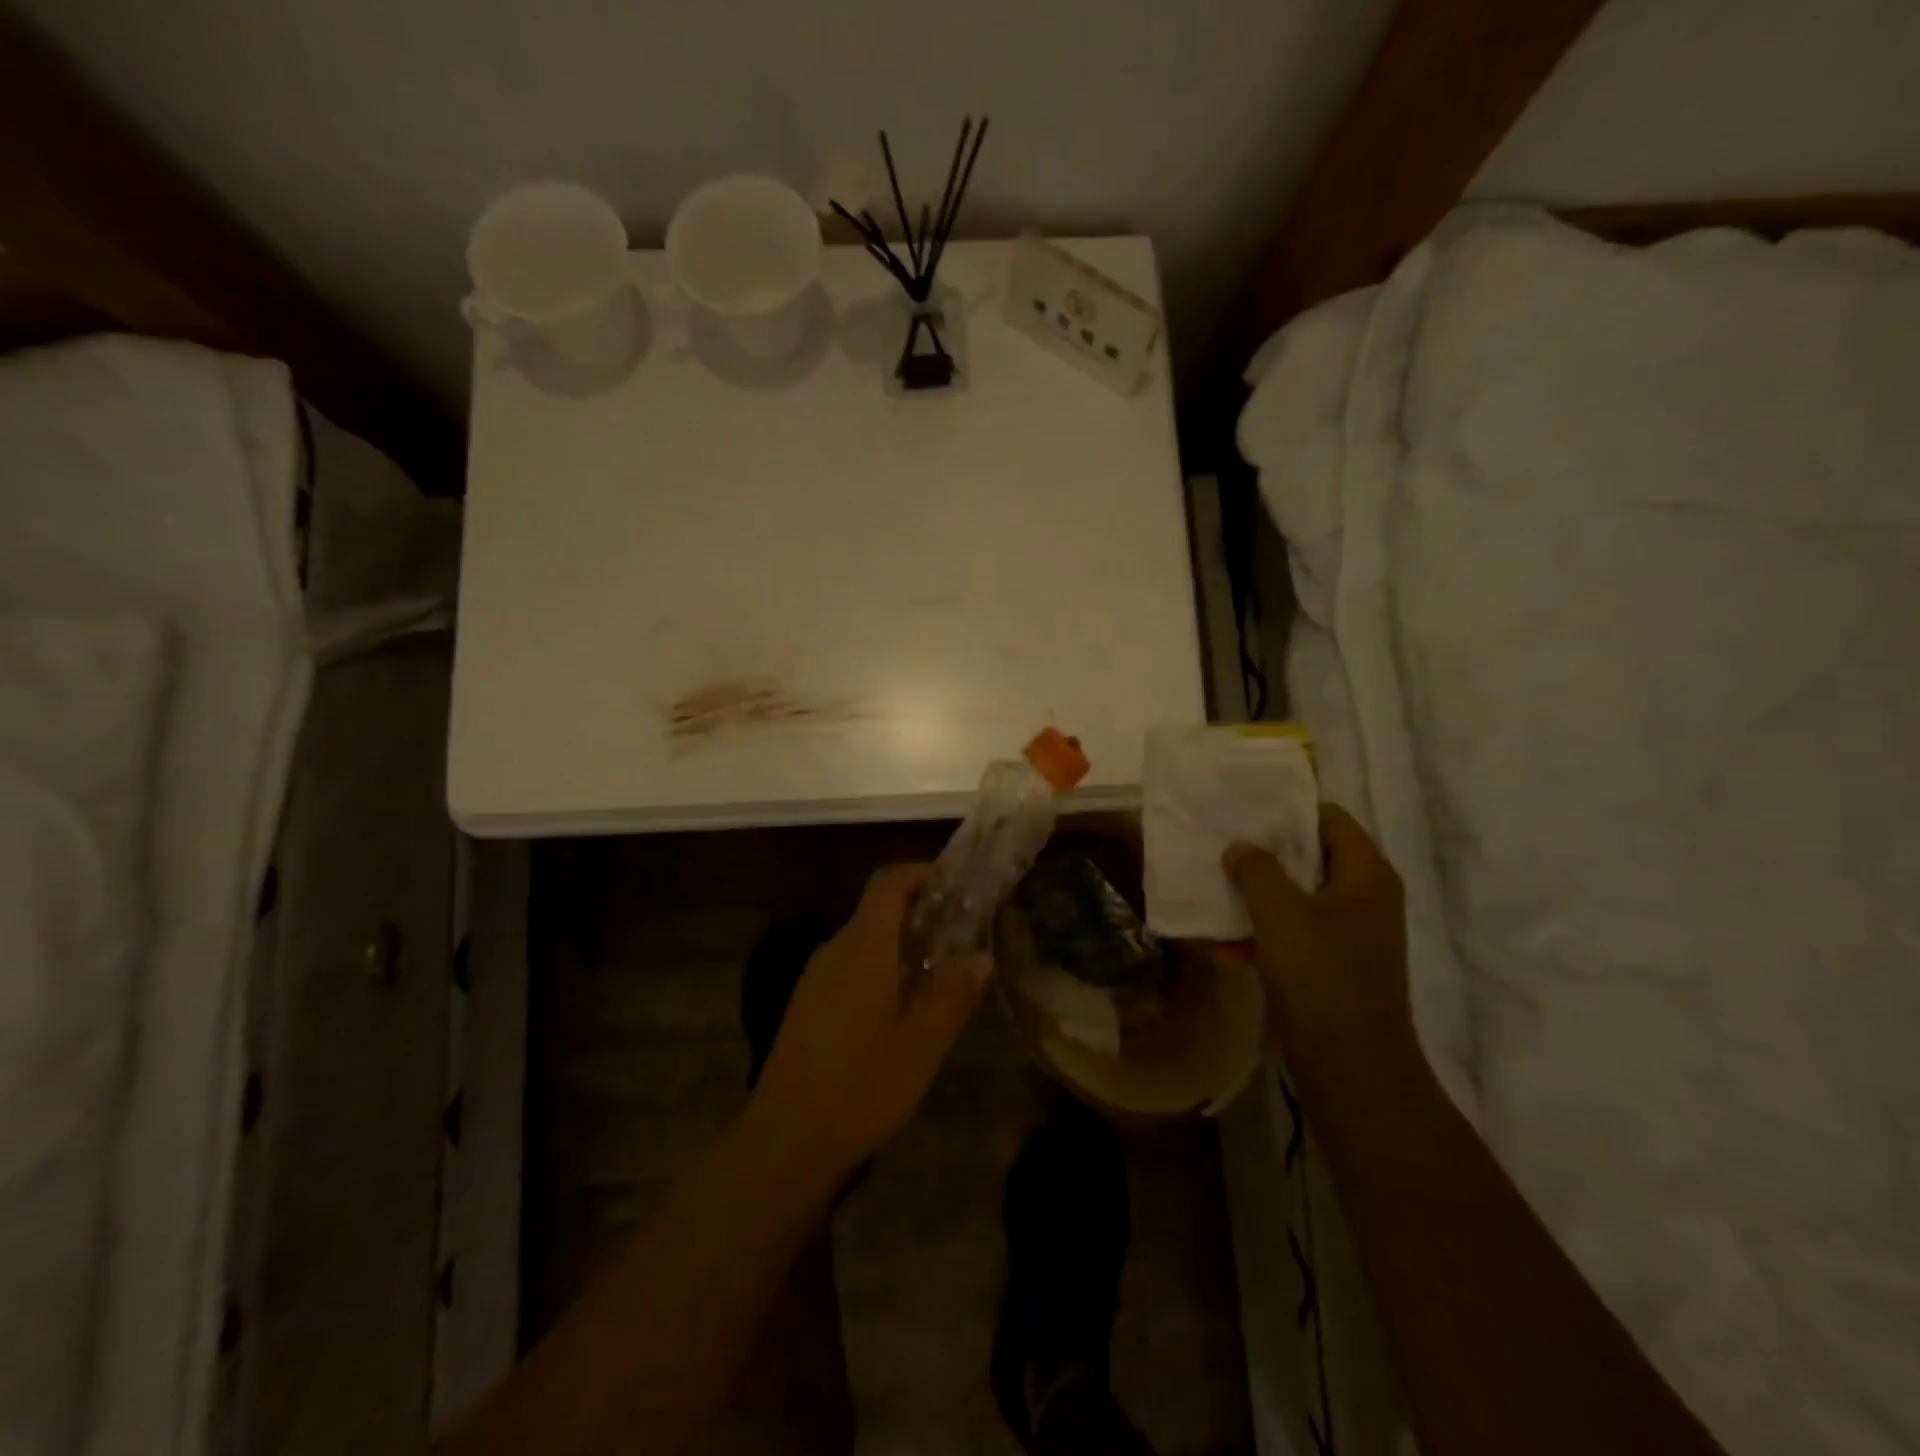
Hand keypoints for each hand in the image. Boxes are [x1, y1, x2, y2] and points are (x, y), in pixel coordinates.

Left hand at [751, 864, 990, 1179]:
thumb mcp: (923, 1042)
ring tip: (941, 974)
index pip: (888, 881)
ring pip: (866, 941)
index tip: (957, 886)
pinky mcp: (809, 1005)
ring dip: (903, 945)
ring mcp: (817, 978)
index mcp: (863, 945)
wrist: (786, 1139)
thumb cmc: (862, 1085)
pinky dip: (883, 969)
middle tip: (962, 935)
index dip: (922, 873)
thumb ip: (954, 993)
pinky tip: (904, 1009)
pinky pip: (852, 967)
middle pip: (878, 909)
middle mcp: (836, 949)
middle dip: (921, 913)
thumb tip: (980, 955)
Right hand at [1223, 803, 1411, 1069]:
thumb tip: (1240, 846)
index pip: (1329, 818)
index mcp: (1366, 873)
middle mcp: (1365, 897)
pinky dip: (1263, 927)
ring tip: (1214, 881)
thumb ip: (1256, 870)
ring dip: (1259, 890)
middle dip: (1266, 850)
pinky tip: (1223, 933)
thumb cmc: (1321, 975)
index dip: (1288, 810)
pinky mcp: (1333, 964)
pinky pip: (1294, 931)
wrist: (1350, 1064)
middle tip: (1222, 841)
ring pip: (1299, 895)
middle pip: (1312, 855)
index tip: (1245, 809)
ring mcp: (1351, 933)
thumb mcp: (1280, 913)